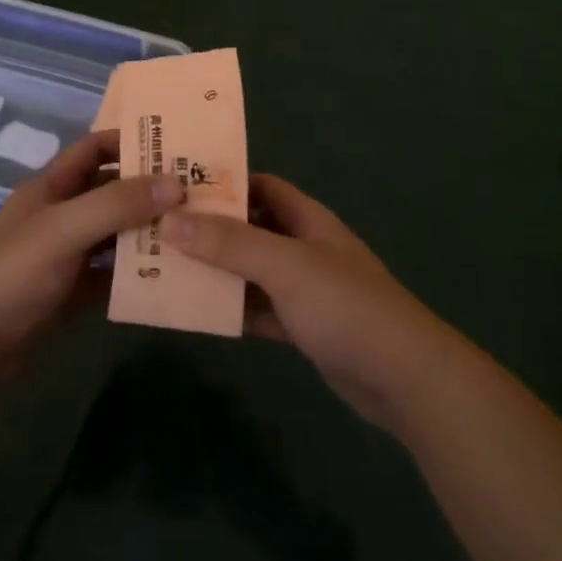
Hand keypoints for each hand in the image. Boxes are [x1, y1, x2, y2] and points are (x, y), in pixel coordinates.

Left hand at [0, 128, 184, 371]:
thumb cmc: (11, 273)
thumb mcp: (63, 230)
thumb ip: (116, 204)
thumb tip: (176, 185)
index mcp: (53, 186)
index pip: (96, 147)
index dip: (131, 141)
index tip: (177, 144)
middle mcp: (63, 213)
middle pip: (113, 190)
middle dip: (151, 188)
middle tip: (200, 190)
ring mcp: (69, 253)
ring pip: (117, 232)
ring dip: (149, 230)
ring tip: (197, 230)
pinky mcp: (74, 290)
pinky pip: (114, 273)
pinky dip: (139, 271)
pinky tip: (173, 274)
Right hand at [162, 175, 458, 432]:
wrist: (403, 377)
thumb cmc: (345, 306)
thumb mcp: (285, 266)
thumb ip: (230, 243)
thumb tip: (171, 219)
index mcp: (307, 219)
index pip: (261, 186)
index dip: (223, 183)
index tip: (176, 187)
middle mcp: (305, 247)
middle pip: (251, 228)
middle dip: (211, 229)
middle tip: (158, 230)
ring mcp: (305, 289)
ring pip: (251, 271)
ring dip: (217, 271)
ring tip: (165, 269)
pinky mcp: (303, 326)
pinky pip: (259, 309)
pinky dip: (233, 309)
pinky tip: (197, 313)